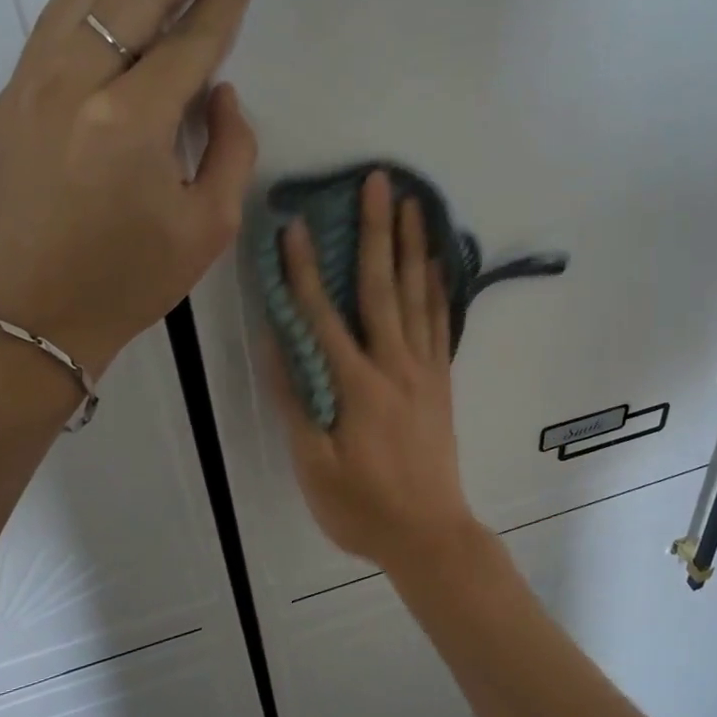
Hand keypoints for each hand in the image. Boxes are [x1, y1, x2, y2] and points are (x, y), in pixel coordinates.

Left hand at [0, 0, 258, 378]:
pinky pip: (59, 18)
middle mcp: (76, 87)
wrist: (37, 313)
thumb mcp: (209, 225)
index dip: (223, 3)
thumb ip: (229, 148)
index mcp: (132, 125)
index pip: (190, 44)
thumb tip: (220, 91)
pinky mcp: (11, 94)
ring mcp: (32, 84)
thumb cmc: (134, 280)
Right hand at [267, 171, 487, 573]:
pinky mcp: (440, 381)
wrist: (431, 535)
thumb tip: (276, 342)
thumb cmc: (362, 508)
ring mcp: (424, 371)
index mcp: (355, 386)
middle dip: (376, 231)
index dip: (305, 270)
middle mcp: (394, 366)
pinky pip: (441, 324)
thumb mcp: (314, 466)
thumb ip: (295, 401)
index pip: (323, 316)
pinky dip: (438, 288)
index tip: (296, 225)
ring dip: (411, 246)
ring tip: (411, 203)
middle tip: (378, 181)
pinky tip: (436, 262)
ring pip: (417, 296)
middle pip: (382, 287)